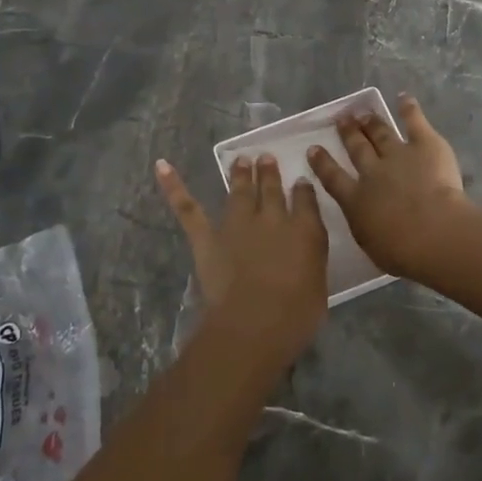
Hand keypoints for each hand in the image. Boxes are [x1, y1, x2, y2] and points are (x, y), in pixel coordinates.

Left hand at [154, 154, 330, 358]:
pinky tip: (162, 166)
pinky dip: (174, 186)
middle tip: (266, 158)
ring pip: (239, 191)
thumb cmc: (296, 315)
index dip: (303, 190)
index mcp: (304, 231)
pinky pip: (189, 209)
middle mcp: (272, 219)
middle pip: (271, 189)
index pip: (305, 200)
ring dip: (240, 174)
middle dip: (269, 173)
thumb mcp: (319, 287)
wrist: (254, 322)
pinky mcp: (207, 237)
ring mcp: (237, 225)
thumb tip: (305, 255)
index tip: (300, 181)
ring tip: (241, 160)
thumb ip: (312, 264)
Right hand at [306, 94, 472, 282]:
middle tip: (342, 119)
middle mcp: (372, 172)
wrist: (433, 233)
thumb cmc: (401, 251)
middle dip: (348, 133)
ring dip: (371, 122)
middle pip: (357, 148)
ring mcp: (398, 154)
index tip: (314, 149)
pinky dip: (409, 109)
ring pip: (380, 133)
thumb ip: (365, 227)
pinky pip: (414, 122)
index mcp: (355, 200)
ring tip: (363, 112)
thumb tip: (365, 220)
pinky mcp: (424, 145)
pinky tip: (403, 98)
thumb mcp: (370, 244)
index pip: (333, 178)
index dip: (322, 163)